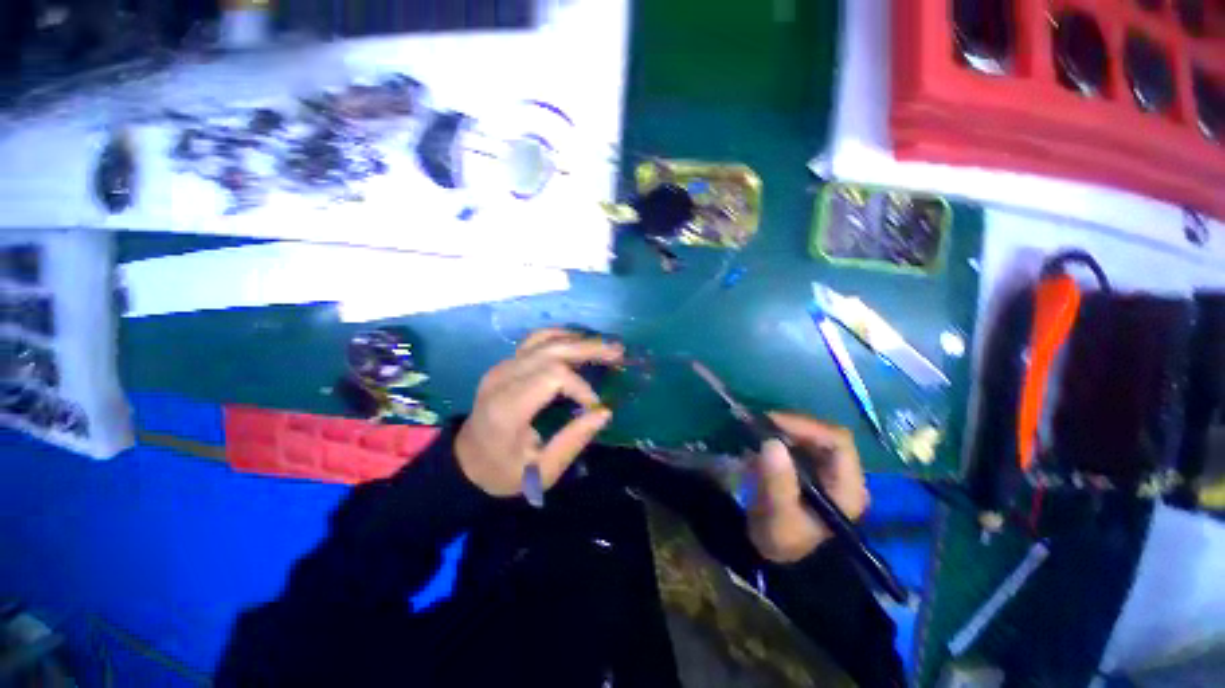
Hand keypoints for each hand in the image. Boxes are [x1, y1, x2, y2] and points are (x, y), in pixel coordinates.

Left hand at [455, 329, 622, 496]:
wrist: (466, 461)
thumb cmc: (503, 471)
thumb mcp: (541, 471)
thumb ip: (573, 441)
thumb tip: (605, 412)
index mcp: (508, 407)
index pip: (553, 376)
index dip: (581, 386)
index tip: (595, 406)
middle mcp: (503, 378)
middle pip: (551, 350)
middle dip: (589, 349)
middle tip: (618, 352)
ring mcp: (502, 366)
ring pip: (544, 339)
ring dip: (578, 340)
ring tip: (606, 345)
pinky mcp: (505, 363)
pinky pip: (535, 340)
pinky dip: (560, 336)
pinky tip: (578, 341)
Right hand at [747, 412, 868, 562]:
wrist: (778, 556)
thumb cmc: (782, 540)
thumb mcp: (778, 516)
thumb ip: (777, 482)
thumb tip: (771, 442)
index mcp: (847, 488)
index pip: (838, 442)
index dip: (806, 426)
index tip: (771, 422)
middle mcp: (845, 475)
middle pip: (825, 434)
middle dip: (791, 425)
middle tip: (758, 423)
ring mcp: (830, 471)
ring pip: (811, 435)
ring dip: (784, 429)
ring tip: (756, 429)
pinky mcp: (814, 469)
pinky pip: (800, 442)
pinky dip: (780, 436)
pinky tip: (761, 440)